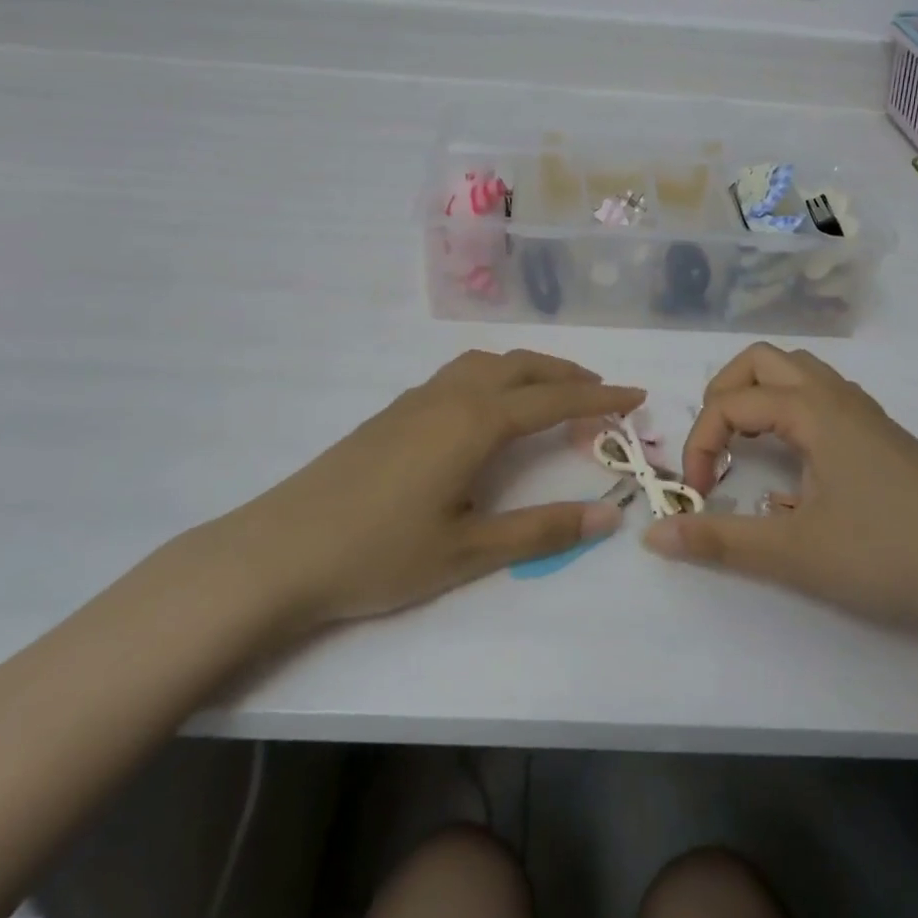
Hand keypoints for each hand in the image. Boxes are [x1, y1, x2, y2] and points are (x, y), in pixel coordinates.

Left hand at [231, 350, 641, 625]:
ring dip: (527, 369)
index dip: (599, 398)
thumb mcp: (468, 551)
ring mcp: (416, 399)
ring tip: (550, 392)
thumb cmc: (379, 554)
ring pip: (486, 363)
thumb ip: (541, 531)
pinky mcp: (392, 412)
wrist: (281, 550)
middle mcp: (450, 397)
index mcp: (475, 423)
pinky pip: (458, 374)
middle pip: (521, 367)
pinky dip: (493, 375)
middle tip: (601, 391)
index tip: (636, 395)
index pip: (553, 400)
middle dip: (567, 375)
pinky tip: (488, 407)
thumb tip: (608, 516)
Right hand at [645, 344, 917, 627]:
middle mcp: (835, 396)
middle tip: (716, 446)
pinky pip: (823, 397)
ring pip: (797, 373)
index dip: (699, 444)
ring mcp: (864, 412)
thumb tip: (653, 535)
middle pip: (761, 360)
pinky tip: (798, 466)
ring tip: (748, 447)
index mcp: (811, 410)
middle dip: (723, 394)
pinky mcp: (883, 434)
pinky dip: (791, 411)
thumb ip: (719, 540)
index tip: (699, 494)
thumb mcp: (795, 553)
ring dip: (759, 397)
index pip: (730, 404)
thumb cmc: (890, 553)